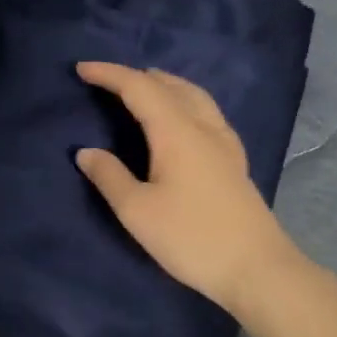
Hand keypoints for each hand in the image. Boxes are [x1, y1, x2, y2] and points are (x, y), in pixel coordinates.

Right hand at [75, 63, 303, 318]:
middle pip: (169, 85)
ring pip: (194, 95)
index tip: (81, 69)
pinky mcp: (234, 160)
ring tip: (144, 87)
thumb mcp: (137, 211)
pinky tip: (182, 119)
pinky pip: (206, 112)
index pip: (139, 88)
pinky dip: (185, 101)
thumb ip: (109, 177)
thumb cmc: (191, 238)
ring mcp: (225, 142)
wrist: (255, 268)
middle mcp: (203, 127)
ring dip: (165, 85)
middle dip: (136, 76)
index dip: (109, 74)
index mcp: (177, 132)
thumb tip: (86, 152)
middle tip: (107, 80)